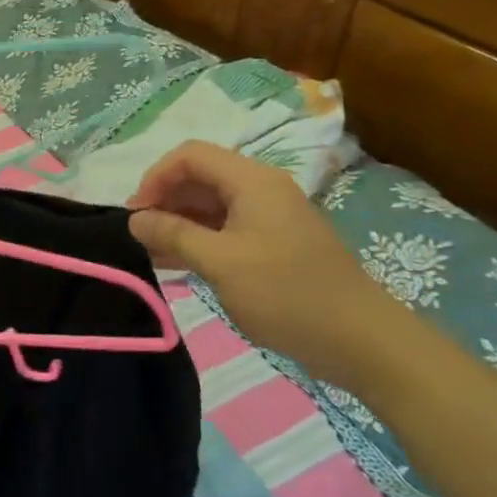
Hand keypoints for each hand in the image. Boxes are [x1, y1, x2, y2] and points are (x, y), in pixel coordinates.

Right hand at [127, 141, 407, 388]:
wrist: (361, 341)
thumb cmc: (287, 294)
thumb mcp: (221, 263)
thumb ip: (174, 235)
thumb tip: (134, 218)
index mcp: (252, 181)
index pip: (190, 155)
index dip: (156, 177)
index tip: (135, 213)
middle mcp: (261, 189)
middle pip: (200, 177)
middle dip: (164, 200)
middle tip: (139, 235)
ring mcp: (269, 217)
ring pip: (211, 205)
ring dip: (178, 223)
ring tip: (150, 252)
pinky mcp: (273, 244)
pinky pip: (225, 229)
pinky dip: (198, 240)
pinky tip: (175, 264)